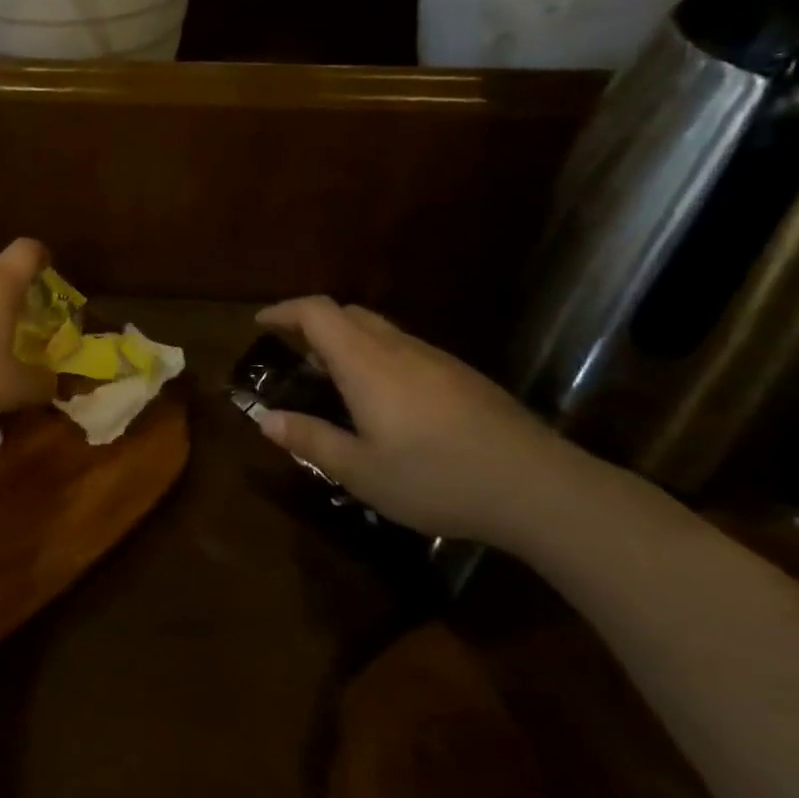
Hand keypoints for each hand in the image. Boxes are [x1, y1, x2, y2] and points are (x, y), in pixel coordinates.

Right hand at [254, 297, 583, 542]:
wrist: (538, 487)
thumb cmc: (437, 478)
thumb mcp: (361, 471)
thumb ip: (311, 439)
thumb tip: (265, 419)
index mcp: (365, 363)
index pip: (316, 312)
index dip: (284, 311)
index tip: (260, 323)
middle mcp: (398, 348)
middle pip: (348, 312)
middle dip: (313, 323)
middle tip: (294, 354)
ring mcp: (435, 359)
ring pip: (380, 329)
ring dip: (348, 340)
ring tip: (335, 380)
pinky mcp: (462, 376)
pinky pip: (405, 349)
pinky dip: (378, 356)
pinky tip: (387, 401)